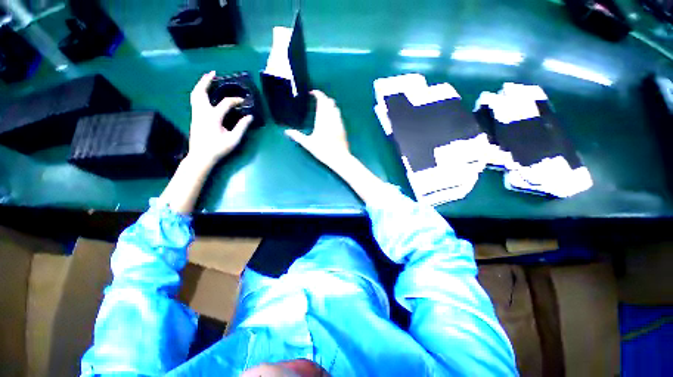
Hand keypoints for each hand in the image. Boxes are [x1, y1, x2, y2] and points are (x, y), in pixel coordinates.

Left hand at [188, 71, 252, 164]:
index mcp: (213, 117)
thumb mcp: (233, 139)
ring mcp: (196, 114)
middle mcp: (202, 112)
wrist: (201, 157)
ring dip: (200, 85)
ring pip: (195, 95)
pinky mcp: (194, 117)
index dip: (236, 100)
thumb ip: (242, 127)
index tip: (244, 101)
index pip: (226, 103)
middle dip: (206, 81)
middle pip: (201, 91)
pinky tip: (204, 93)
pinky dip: (199, 92)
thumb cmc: (218, 149)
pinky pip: (195, 100)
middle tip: (213, 73)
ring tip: (207, 78)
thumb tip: (250, 117)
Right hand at [285, 90, 350, 168]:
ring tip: (323, 108)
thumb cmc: (323, 151)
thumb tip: (287, 132)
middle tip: (317, 100)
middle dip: (324, 98)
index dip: (318, 94)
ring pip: (336, 108)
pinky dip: (334, 112)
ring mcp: (339, 123)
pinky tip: (331, 118)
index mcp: (322, 120)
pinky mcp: (343, 128)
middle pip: (330, 102)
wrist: (339, 158)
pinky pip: (339, 115)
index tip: (313, 93)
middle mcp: (332, 118)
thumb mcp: (308, 144)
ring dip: (330, 105)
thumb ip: (297, 136)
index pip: (322, 101)